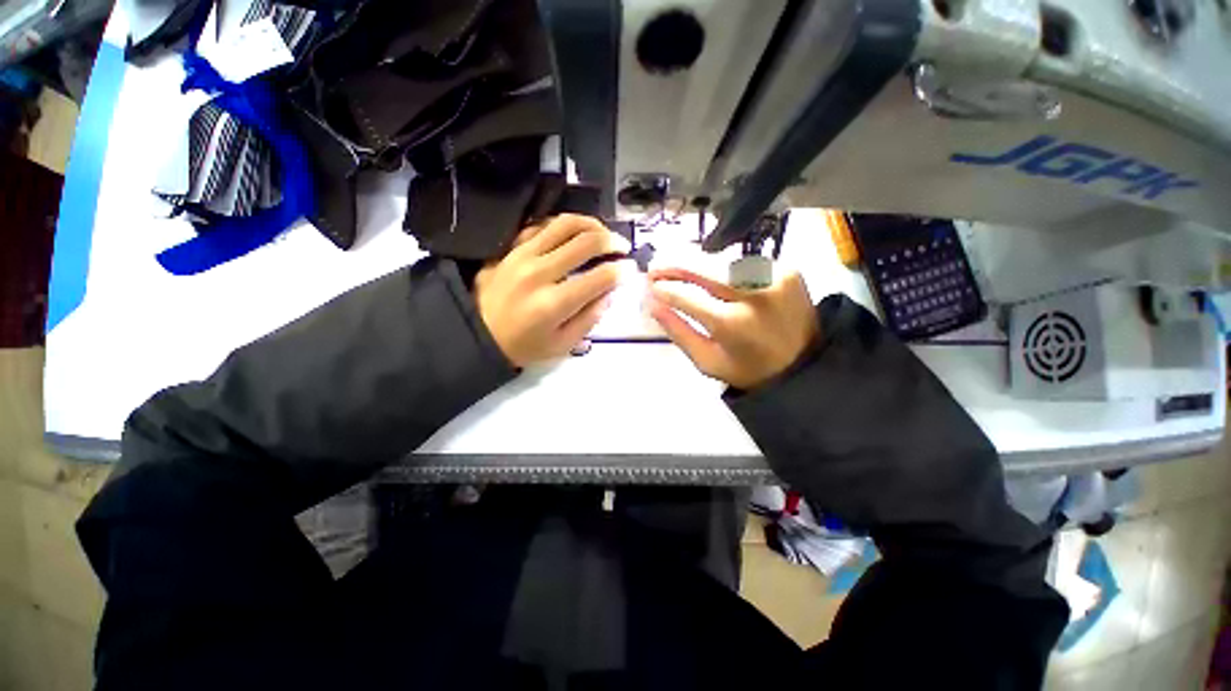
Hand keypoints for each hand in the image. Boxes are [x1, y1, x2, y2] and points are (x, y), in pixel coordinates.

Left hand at [475, 214, 631, 366]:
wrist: (477, 333)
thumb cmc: (523, 345)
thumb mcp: (562, 345)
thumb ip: (589, 318)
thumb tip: (610, 292)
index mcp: (554, 303)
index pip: (599, 277)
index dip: (621, 271)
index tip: (631, 269)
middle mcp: (540, 272)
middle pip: (585, 243)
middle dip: (612, 241)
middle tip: (622, 246)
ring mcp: (522, 255)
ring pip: (564, 224)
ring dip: (591, 224)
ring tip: (602, 233)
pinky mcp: (511, 248)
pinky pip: (541, 225)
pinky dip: (563, 226)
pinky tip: (573, 233)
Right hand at [648, 268, 818, 389]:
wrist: (803, 365)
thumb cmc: (748, 369)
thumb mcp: (707, 360)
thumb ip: (677, 331)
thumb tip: (652, 303)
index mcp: (732, 323)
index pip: (686, 295)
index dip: (663, 288)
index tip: (648, 285)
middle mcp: (753, 293)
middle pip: (703, 266)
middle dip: (674, 263)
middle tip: (655, 266)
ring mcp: (774, 276)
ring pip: (721, 260)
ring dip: (697, 264)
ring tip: (680, 271)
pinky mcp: (786, 268)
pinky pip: (742, 262)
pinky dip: (723, 267)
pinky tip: (713, 276)